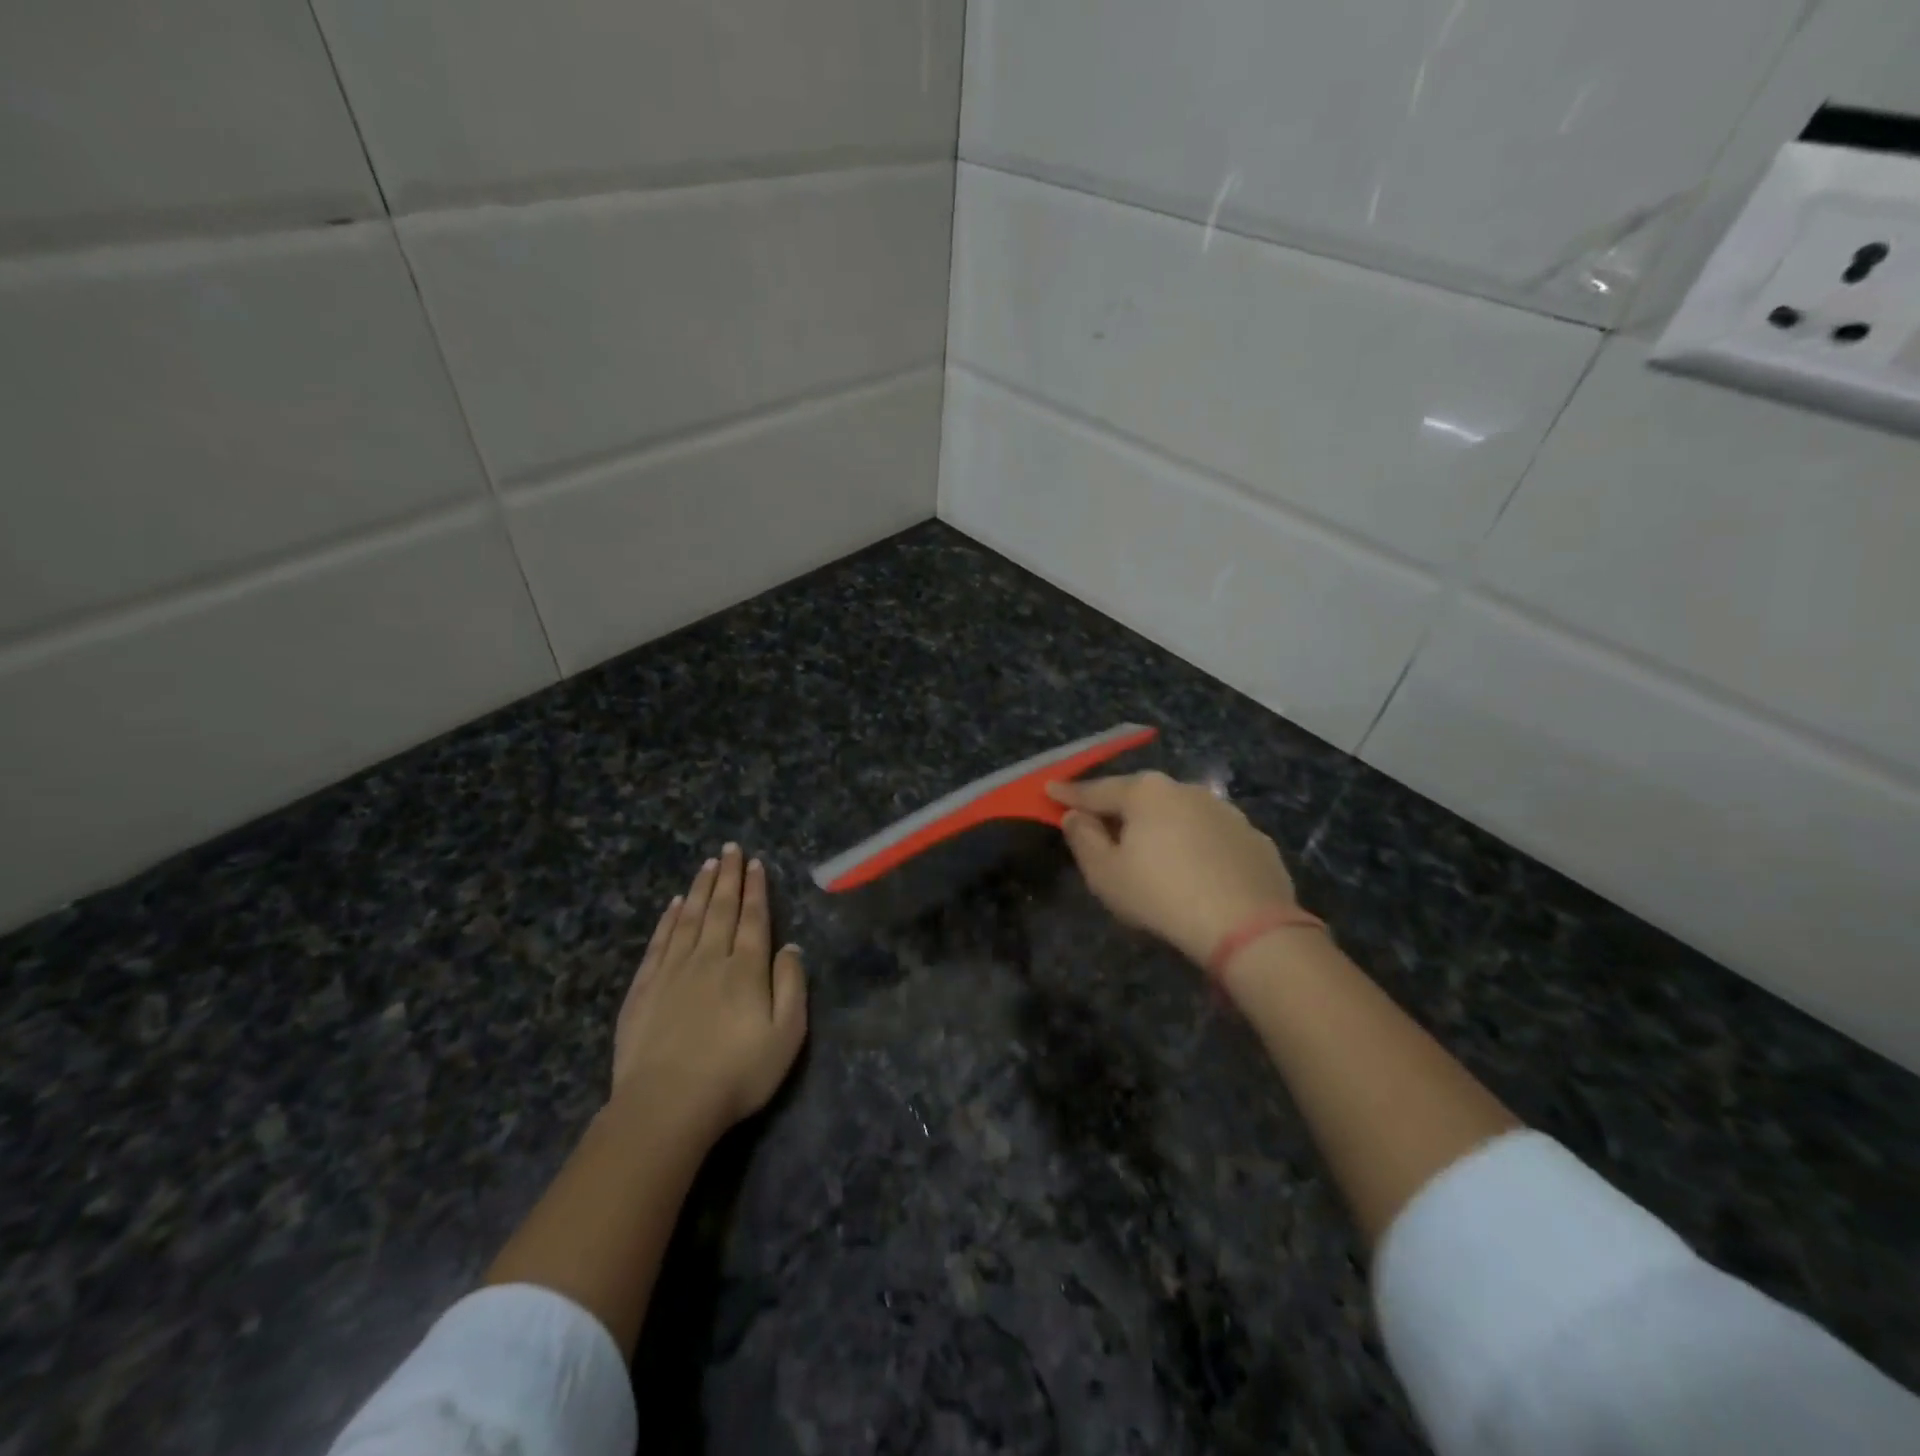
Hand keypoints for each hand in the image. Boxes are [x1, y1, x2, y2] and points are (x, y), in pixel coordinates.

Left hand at [612, 845, 807, 1133]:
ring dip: (699, 889)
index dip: (756, 889)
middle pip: (721, 909)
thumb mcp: (786, 1036)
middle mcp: (710, 958)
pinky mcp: (644, 988)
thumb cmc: (736, 1074)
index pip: (754, 918)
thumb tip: (791, 947)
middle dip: (727, 876)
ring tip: (706, 864)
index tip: (755, 863)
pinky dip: (667, 919)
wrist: (666, 1105)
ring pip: (689, 918)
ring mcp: (673, 971)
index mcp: (746, 969)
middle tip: (729, 848)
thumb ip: (791, 987)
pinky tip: (672, 905)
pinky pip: (659, 942)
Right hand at [1049, 772, 1301, 965]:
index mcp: (1146, 793)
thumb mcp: (1105, 874)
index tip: (1050, 789)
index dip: (1070, 793)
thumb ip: (1083, 839)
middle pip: (1141, 798)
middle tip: (1100, 825)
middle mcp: (1186, 790)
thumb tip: (1075, 816)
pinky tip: (1196, 873)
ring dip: (1161, 828)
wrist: (1248, 927)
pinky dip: (1197, 847)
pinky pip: (1212, 838)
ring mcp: (1226, 812)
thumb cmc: (1161, 895)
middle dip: (1119, 810)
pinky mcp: (1254, 838)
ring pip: (1180, 815)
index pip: (1097, 790)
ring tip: (1153, 854)